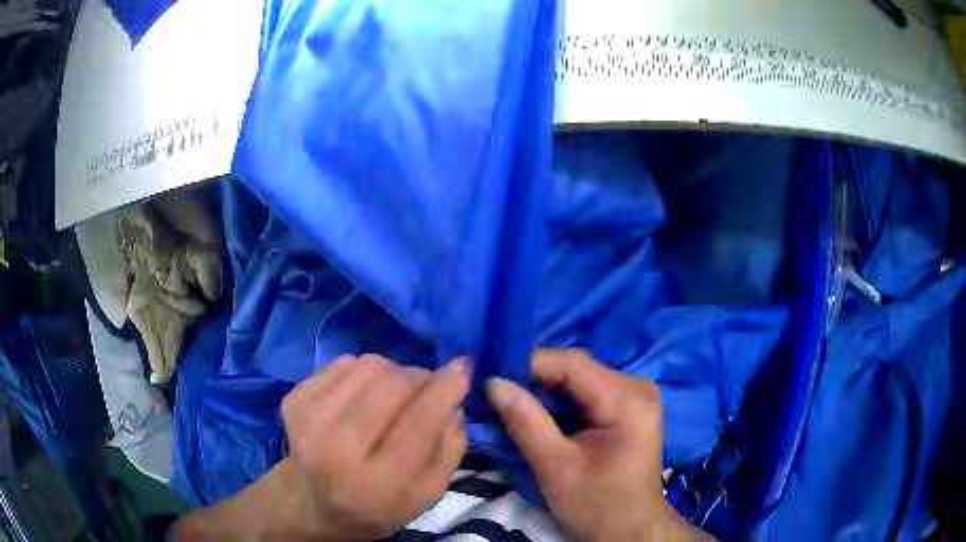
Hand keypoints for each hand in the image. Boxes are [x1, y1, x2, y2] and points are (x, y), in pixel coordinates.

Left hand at [173, 354, 468, 539]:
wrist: (311, 501)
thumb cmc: (376, 505)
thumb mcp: (426, 496)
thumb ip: (450, 450)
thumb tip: (455, 399)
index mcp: (376, 483)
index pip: (419, 423)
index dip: (446, 389)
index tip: (463, 368)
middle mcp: (336, 448)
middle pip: (393, 383)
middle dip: (420, 377)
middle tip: (426, 388)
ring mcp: (308, 419)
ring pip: (369, 364)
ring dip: (392, 373)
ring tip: (391, 397)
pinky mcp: (293, 398)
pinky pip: (344, 363)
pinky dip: (363, 373)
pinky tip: (360, 398)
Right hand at [486, 349, 700, 540]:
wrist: (630, 529)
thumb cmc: (598, 505)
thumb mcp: (557, 468)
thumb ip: (526, 423)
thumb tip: (493, 382)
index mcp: (628, 400)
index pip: (572, 363)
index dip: (529, 364)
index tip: (490, 377)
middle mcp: (637, 387)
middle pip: (576, 368)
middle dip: (534, 379)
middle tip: (496, 393)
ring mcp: (635, 395)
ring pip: (579, 378)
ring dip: (544, 390)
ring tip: (510, 402)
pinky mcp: (627, 406)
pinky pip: (586, 391)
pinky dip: (559, 401)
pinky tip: (538, 412)